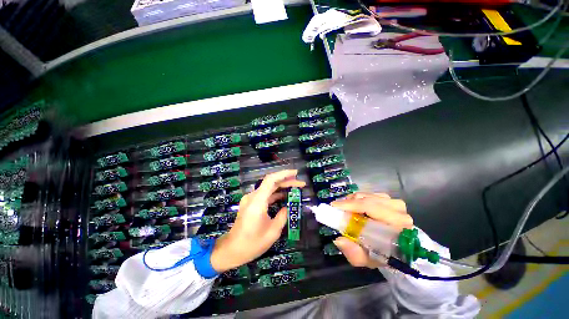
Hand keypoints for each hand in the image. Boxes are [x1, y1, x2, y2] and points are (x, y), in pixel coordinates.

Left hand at [210, 170, 305, 272]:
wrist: (231, 250)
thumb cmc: (252, 244)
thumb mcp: (273, 232)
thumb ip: (283, 216)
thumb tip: (288, 207)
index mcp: (257, 202)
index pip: (271, 180)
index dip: (284, 174)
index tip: (296, 173)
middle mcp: (252, 197)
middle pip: (271, 182)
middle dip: (287, 181)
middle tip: (301, 184)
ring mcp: (250, 199)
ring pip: (268, 188)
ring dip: (282, 187)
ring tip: (296, 188)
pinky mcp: (250, 203)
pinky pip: (265, 194)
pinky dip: (275, 193)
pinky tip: (285, 196)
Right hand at [331, 192, 412, 267]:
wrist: (395, 250)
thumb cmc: (380, 255)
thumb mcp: (366, 259)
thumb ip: (354, 253)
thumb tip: (339, 240)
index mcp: (397, 227)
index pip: (371, 208)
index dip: (351, 205)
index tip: (334, 207)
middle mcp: (399, 213)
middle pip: (367, 200)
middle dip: (349, 203)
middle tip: (337, 209)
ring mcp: (396, 205)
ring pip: (367, 195)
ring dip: (353, 201)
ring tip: (346, 210)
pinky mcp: (391, 200)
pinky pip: (370, 194)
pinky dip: (359, 198)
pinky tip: (355, 206)